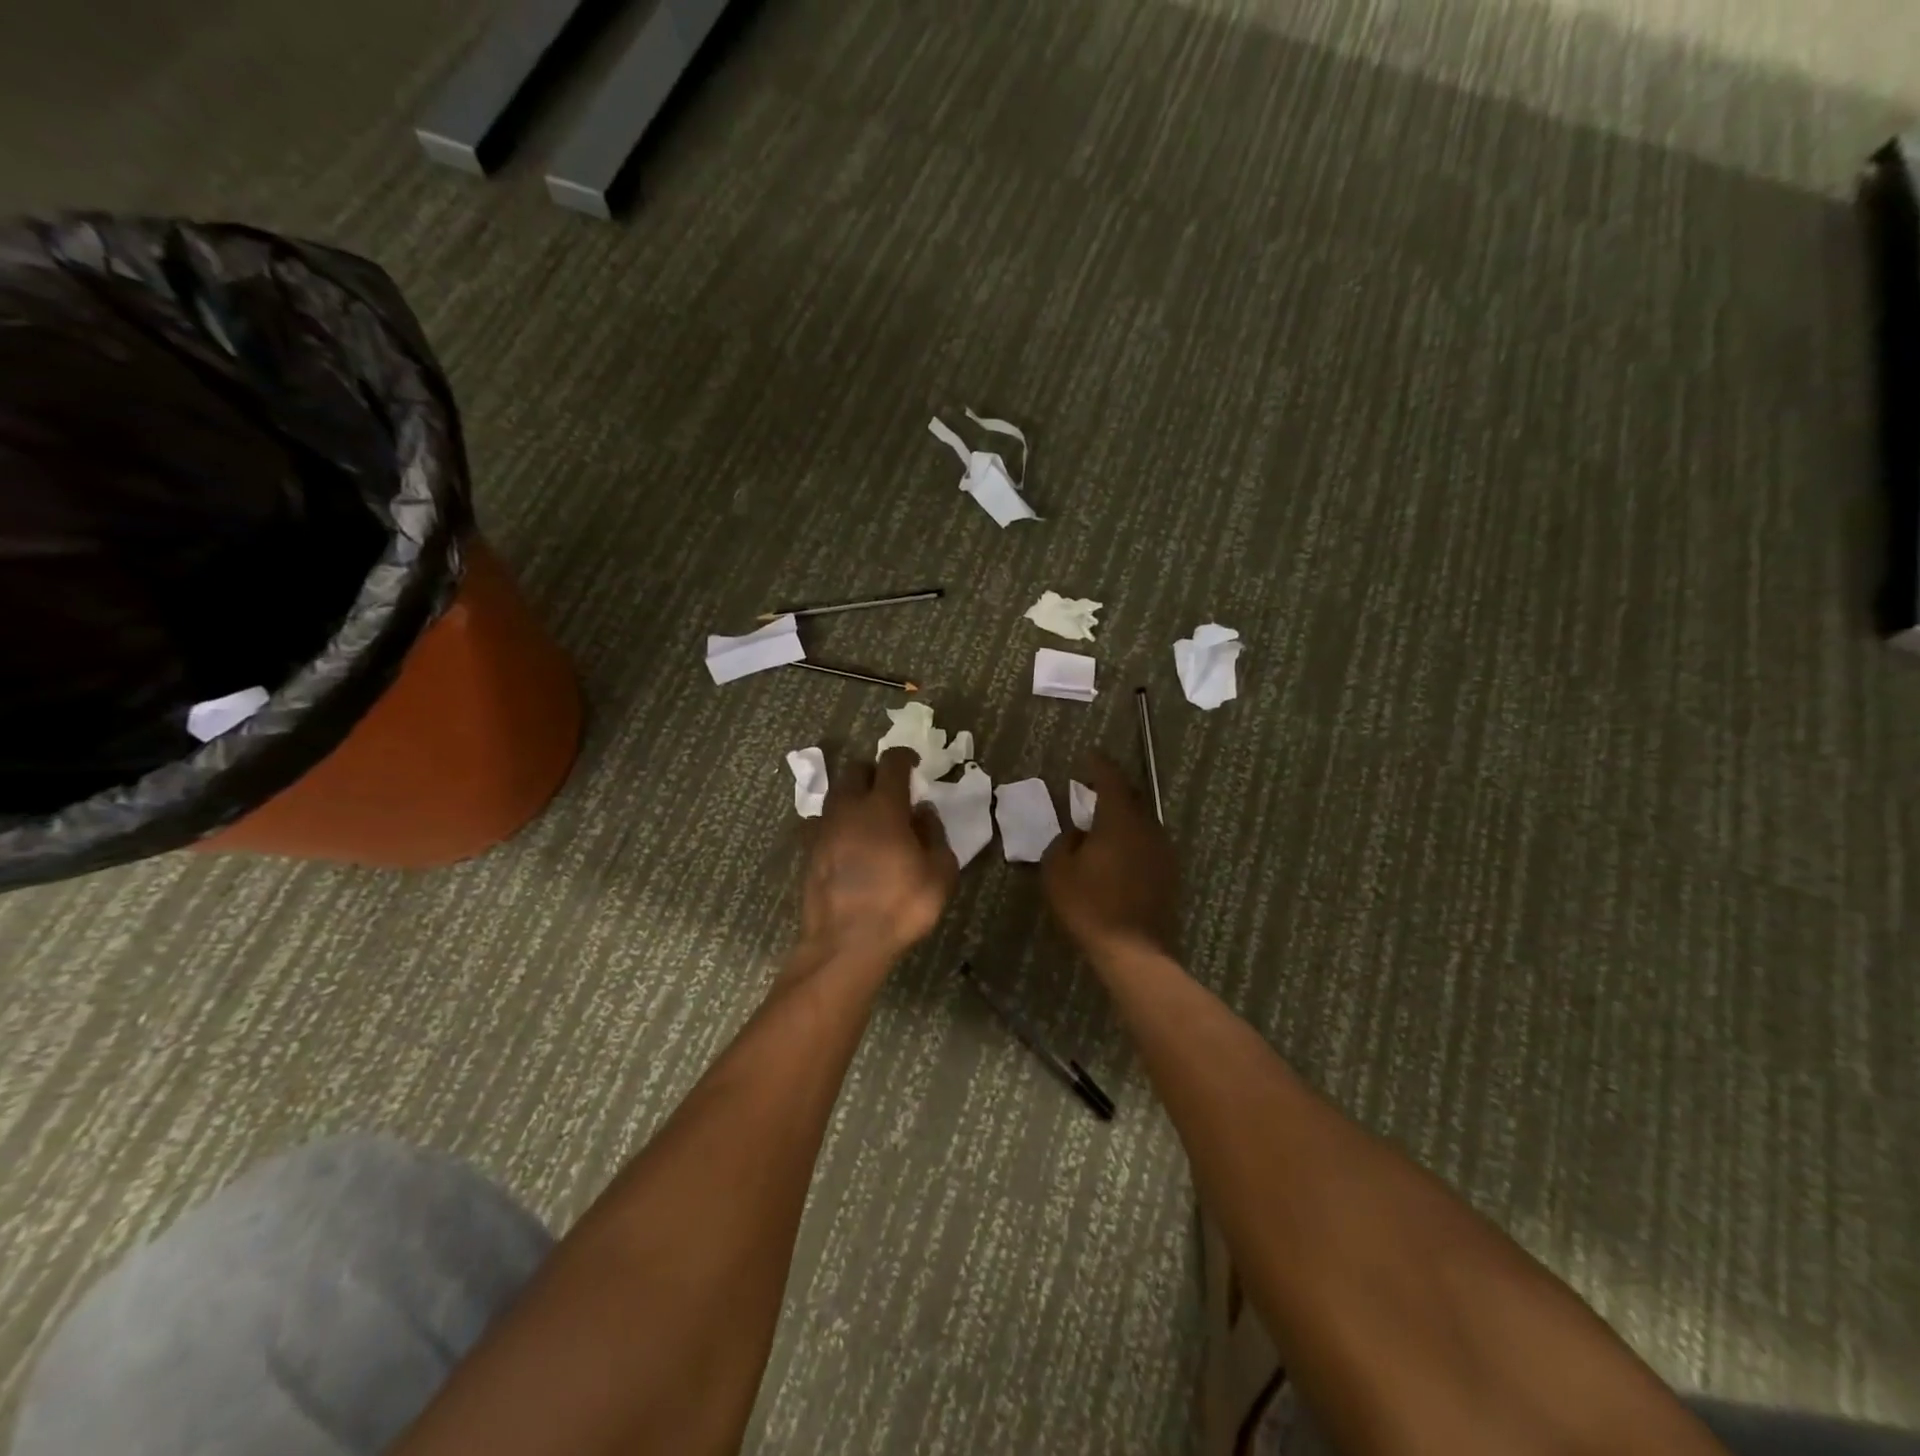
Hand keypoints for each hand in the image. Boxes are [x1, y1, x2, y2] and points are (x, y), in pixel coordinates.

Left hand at [801, 747, 958, 962]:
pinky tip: (848, 843)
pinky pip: (822, 822)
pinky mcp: (809, 851)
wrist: (845, 945)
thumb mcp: (939, 873)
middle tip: (891, 791)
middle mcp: (848, 809)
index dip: (905, 757)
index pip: (891, 763)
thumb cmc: (900, 906)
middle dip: (874, 772)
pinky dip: (837, 823)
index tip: (915, 764)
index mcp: (883, 807)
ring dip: (853, 796)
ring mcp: (824, 829)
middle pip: (856, 770)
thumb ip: (935, 834)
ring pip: (836, 795)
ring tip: (869, 817)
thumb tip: (922, 811)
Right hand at [1042, 750, 1177, 961]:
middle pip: (1132, 797)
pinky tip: (1117, 854)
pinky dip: (1132, 839)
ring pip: (1142, 821)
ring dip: (1123, 816)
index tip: (1088, 756)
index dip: (1099, 765)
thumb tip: (1077, 834)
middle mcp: (1147, 827)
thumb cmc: (1089, 905)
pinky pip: (1148, 843)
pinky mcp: (1169, 873)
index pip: (1111, 779)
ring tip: (1102, 824)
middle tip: (1091, 789)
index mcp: (1120, 820)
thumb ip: (1064, 842)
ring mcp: (1163, 851)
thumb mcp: (1058, 870)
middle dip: (1112, 789)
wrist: (1133, 950)